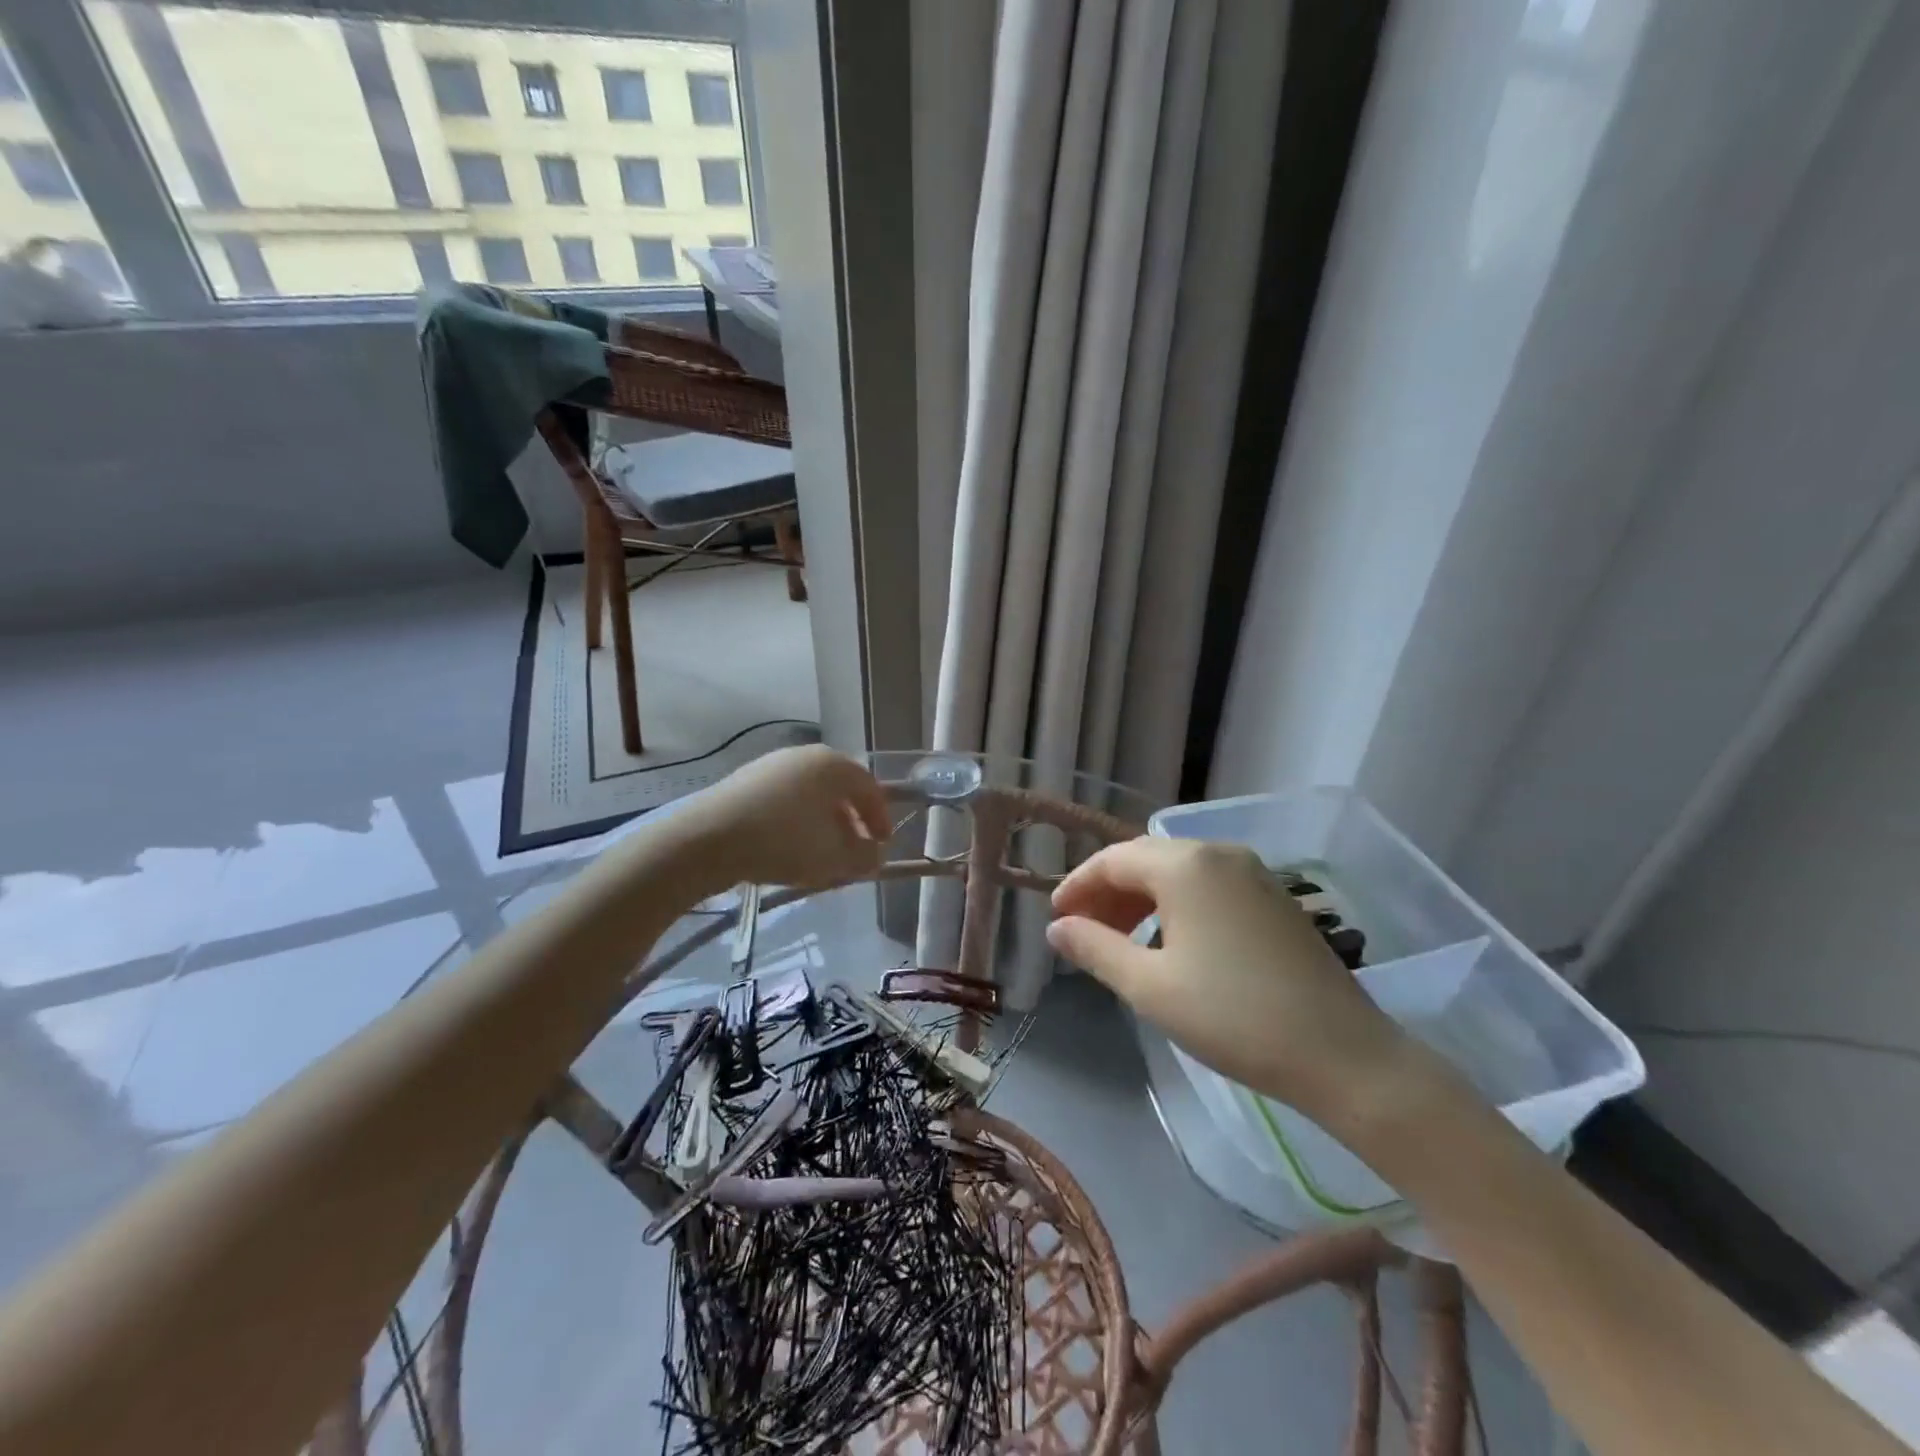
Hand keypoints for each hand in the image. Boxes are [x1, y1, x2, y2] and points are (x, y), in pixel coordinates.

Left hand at [684, 745, 891, 890]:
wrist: (707, 839)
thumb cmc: (784, 841)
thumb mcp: (834, 858)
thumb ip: (864, 857)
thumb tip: (874, 855)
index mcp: (834, 765)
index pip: (870, 789)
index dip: (881, 819)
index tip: (883, 845)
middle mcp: (805, 756)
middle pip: (839, 790)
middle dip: (850, 822)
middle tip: (853, 850)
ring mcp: (771, 765)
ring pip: (809, 797)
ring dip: (821, 824)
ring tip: (819, 855)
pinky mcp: (744, 781)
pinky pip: (783, 802)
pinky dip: (793, 822)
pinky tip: (786, 848)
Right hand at [1047, 838, 1426, 1125]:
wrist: (1342, 1054)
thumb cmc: (1233, 1017)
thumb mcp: (1150, 987)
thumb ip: (1095, 948)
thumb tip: (1057, 928)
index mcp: (1185, 865)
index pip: (1113, 860)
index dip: (1078, 885)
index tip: (1056, 918)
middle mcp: (1218, 853)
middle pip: (1145, 858)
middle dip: (1108, 891)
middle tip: (1083, 930)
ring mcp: (1252, 872)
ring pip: (1178, 870)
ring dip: (1141, 897)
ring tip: (1120, 938)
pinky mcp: (1273, 897)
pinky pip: (1208, 884)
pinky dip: (1176, 903)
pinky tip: (1169, 941)